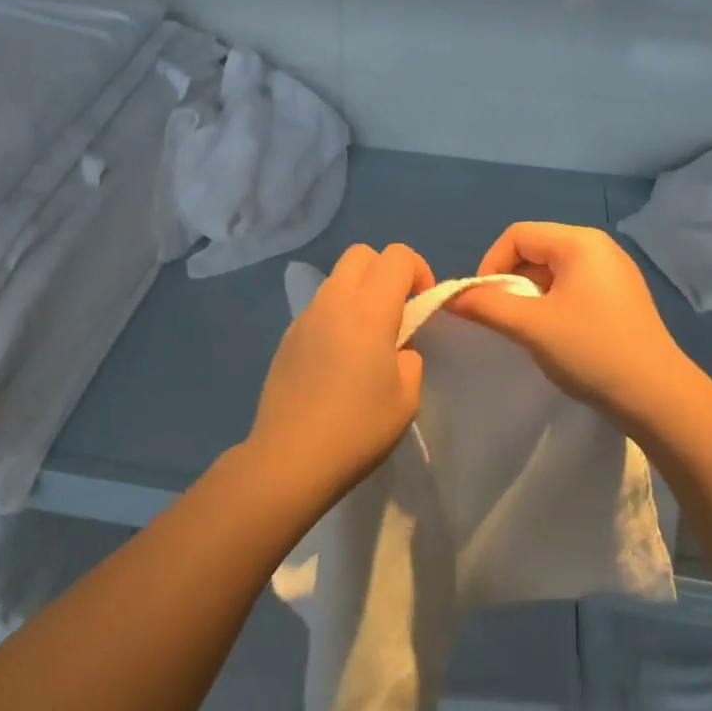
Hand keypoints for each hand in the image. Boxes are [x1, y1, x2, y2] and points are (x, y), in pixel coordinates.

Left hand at [245, 242, 433, 504]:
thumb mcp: (406, 397)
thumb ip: (410, 359)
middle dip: (385, 270)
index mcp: (369, 308)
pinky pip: (318, 308)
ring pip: (336, 279)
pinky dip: (336, 316)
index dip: (418, 270)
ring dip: (359, 292)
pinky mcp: (287, 337)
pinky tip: (338, 359)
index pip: (397, 256)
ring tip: (367, 337)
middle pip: (361, 254)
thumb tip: (398, 349)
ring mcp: (305, 316)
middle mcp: (334, 300)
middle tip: (397, 310)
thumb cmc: (358, 427)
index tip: (424, 304)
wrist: (290, 456)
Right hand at [448, 222, 693, 427]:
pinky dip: (552, 304)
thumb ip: (485, 305)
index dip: (490, 264)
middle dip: (510, 280)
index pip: (517, 235)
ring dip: (530, 295)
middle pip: (535, 249)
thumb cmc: (591, 351)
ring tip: (528, 329)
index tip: (483, 302)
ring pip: (552, 270)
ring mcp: (614, 272)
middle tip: (503, 318)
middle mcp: (599, 247)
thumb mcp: (530, 326)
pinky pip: (573, 287)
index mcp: (579, 242)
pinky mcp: (620, 297)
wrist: (658, 398)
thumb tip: (448, 296)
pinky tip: (555, 335)